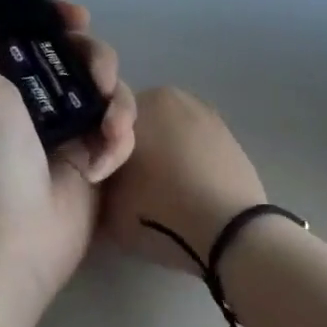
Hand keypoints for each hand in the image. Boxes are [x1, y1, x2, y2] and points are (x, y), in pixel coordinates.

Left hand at [0, 0, 135, 304]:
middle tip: (95, 78)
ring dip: (115, 103)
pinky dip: (116, 141)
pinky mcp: (94, 159)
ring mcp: (66, 131)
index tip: (72, 17)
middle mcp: (33, 99)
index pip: (33, 30)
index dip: (56, 17)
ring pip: (107, 89)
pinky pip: (119, 130)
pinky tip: (102, 163)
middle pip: (79, 54)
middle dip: (95, 58)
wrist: (8, 241)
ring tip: (107, 131)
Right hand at [100, 88, 266, 276]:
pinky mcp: (229, 135)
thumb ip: (97, 176)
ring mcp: (206, 113)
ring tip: (159, 192)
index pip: (105, 118)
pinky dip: (187, 160)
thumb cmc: (158, 211)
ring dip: (161, 152)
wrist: (228, 231)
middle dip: (132, 146)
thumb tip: (100, 172)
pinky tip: (185, 190)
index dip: (100, 149)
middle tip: (128, 186)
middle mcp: (172, 96)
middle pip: (140, 120)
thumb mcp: (105, 201)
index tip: (103, 179)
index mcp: (139, 102)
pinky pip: (195, 144)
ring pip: (169, 131)